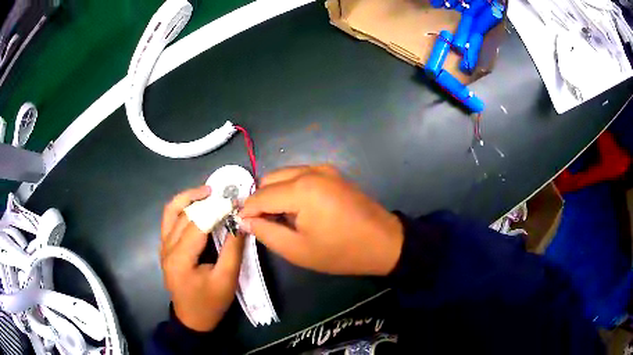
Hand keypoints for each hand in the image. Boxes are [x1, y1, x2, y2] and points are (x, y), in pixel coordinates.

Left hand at [160, 186, 244, 331]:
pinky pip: (170, 219)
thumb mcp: (226, 280)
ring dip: (188, 198)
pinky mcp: (165, 247)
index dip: (216, 209)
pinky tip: (196, 207)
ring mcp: (163, 246)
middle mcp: (167, 247)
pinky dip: (182, 208)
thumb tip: (240, 222)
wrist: (192, 319)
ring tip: (207, 192)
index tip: (234, 202)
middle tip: (224, 194)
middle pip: (182, 213)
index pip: (197, 223)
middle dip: (203, 199)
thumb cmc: (210, 303)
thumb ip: (233, 250)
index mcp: (180, 257)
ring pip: (171, 211)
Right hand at [239, 165, 403, 275]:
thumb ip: (266, 233)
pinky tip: (296, 209)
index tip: (240, 224)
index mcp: (301, 189)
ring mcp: (324, 169)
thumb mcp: (297, 250)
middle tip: (262, 224)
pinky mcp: (332, 173)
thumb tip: (246, 220)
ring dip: (274, 193)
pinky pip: (300, 176)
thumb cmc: (341, 251)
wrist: (384, 243)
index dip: (247, 210)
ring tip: (279, 218)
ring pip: (284, 175)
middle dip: (260, 200)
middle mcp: (310, 171)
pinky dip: (290, 189)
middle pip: (270, 179)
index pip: (261, 195)